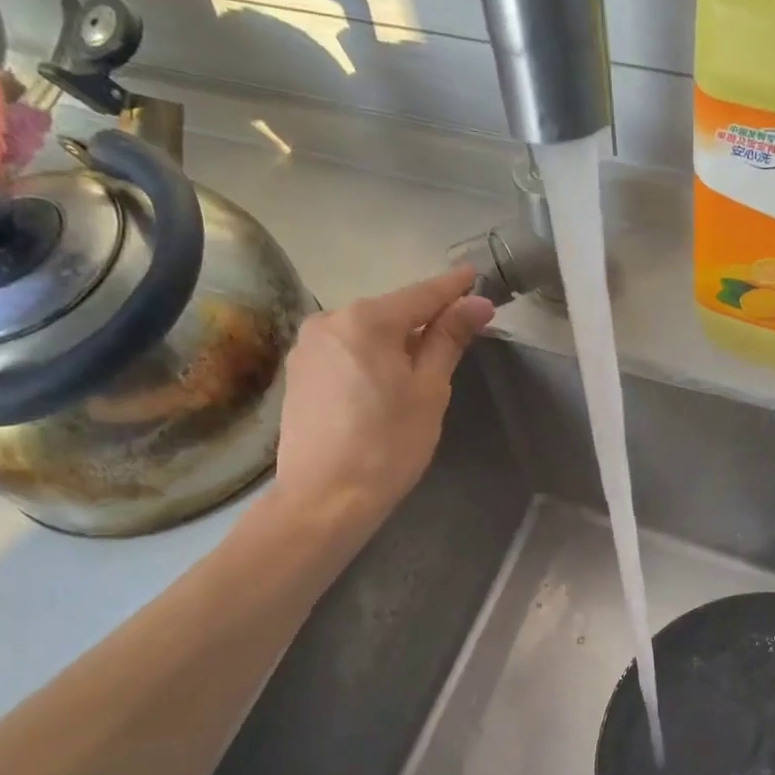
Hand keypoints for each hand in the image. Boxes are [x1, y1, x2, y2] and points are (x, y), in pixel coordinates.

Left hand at [267, 267, 493, 534]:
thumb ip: (449, 339)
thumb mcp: (429, 390)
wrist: (324, 499)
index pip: (421, 294)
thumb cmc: (389, 444)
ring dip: (395, 340)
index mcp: (367, 320)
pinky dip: (369, 357)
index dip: (452, 288)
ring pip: (365, 333)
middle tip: (457, 332)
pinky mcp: (297, 373)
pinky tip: (383, 383)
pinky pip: (345, 351)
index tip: (475, 276)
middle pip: (390, 312)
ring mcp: (307, 347)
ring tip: (420, 366)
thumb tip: (477, 303)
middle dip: (423, 319)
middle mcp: (330, 320)